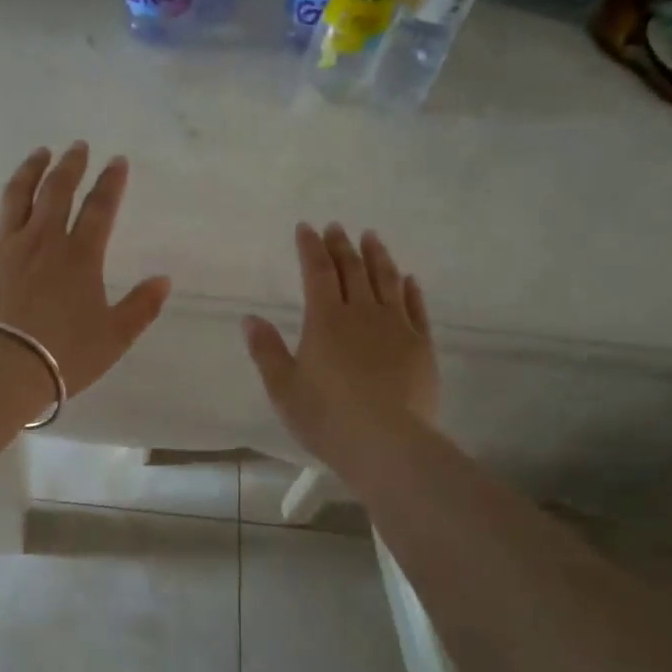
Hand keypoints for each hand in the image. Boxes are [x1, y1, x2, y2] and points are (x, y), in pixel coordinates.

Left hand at [0, 143, 171, 399]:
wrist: (3, 368)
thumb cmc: (64, 355)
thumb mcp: (114, 337)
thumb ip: (141, 307)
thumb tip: (164, 279)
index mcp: (80, 256)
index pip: (100, 209)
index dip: (111, 183)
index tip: (117, 160)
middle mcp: (43, 241)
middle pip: (57, 192)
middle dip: (70, 165)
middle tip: (77, 147)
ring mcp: (4, 247)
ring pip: (16, 197)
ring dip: (29, 171)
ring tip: (38, 154)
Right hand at [243, 224, 440, 472]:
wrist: (388, 443)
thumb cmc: (327, 418)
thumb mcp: (284, 388)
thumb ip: (266, 351)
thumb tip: (250, 318)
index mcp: (325, 320)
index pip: (316, 272)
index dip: (310, 247)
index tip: (306, 227)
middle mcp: (362, 313)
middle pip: (352, 270)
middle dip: (342, 245)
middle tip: (337, 227)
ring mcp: (396, 327)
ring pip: (387, 281)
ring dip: (378, 256)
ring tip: (372, 238)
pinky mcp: (421, 346)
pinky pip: (416, 308)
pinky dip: (410, 289)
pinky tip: (409, 279)